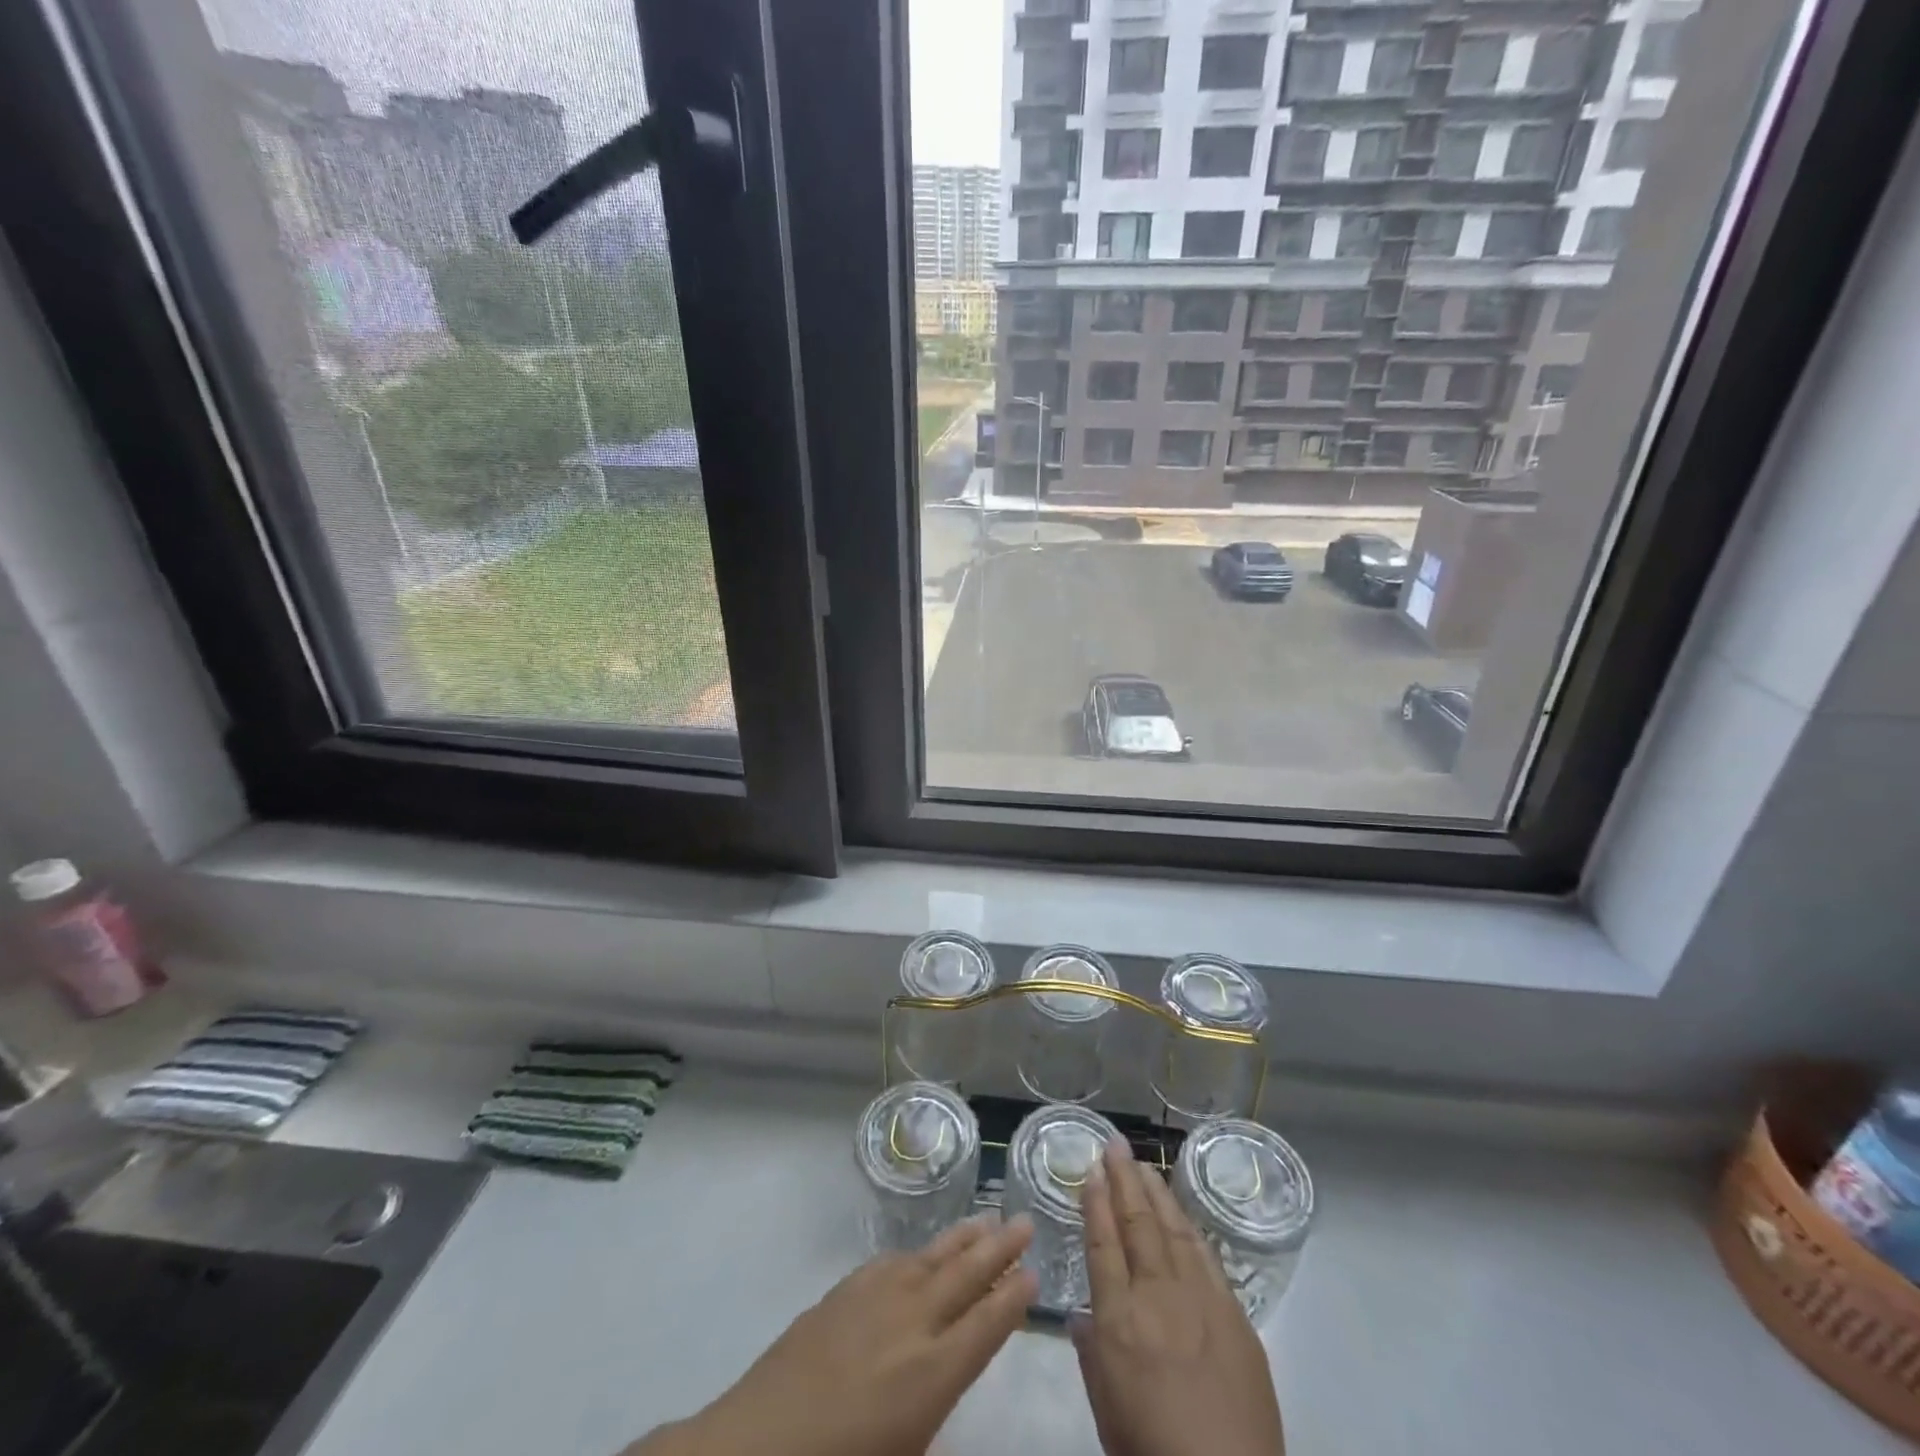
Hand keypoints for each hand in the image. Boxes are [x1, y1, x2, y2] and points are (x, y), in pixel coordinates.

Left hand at [628, 1215, 1035, 1455]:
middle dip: (1000, 1248)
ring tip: (987, 1218)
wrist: (758, 1444)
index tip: (1034, 1274)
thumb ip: (932, 1424)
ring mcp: (877, 1299)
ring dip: (963, 1238)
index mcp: (935, 1374)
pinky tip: (923, 1251)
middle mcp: (914, 1324)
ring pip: (932, 1257)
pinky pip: (892, 1261)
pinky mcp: (844, 1291)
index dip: (1014, 1298)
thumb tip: (944, 1390)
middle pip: (967, 1275)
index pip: (988, 1324)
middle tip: (1025, 1221)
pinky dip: (916, 1253)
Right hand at [1073, 1139, 1284, 1455]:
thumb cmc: (1152, 1451)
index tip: (1091, 1171)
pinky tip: (1182, 1213)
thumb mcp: (1105, 1409)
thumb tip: (1081, 1314)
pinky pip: (1206, 1257)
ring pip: (1172, 1230)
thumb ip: (1092, 1353)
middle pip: (1136, 1224)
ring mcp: (1200, 1300)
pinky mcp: (1234, 1314)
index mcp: (1119, 1318)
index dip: (1095, 1204)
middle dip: (1123, 1180)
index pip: (1102, 1244)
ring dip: (1156, 1193)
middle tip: (1115, 1145)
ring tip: (1144, 1165)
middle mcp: (1157, 1296)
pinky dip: (1189, 1228)